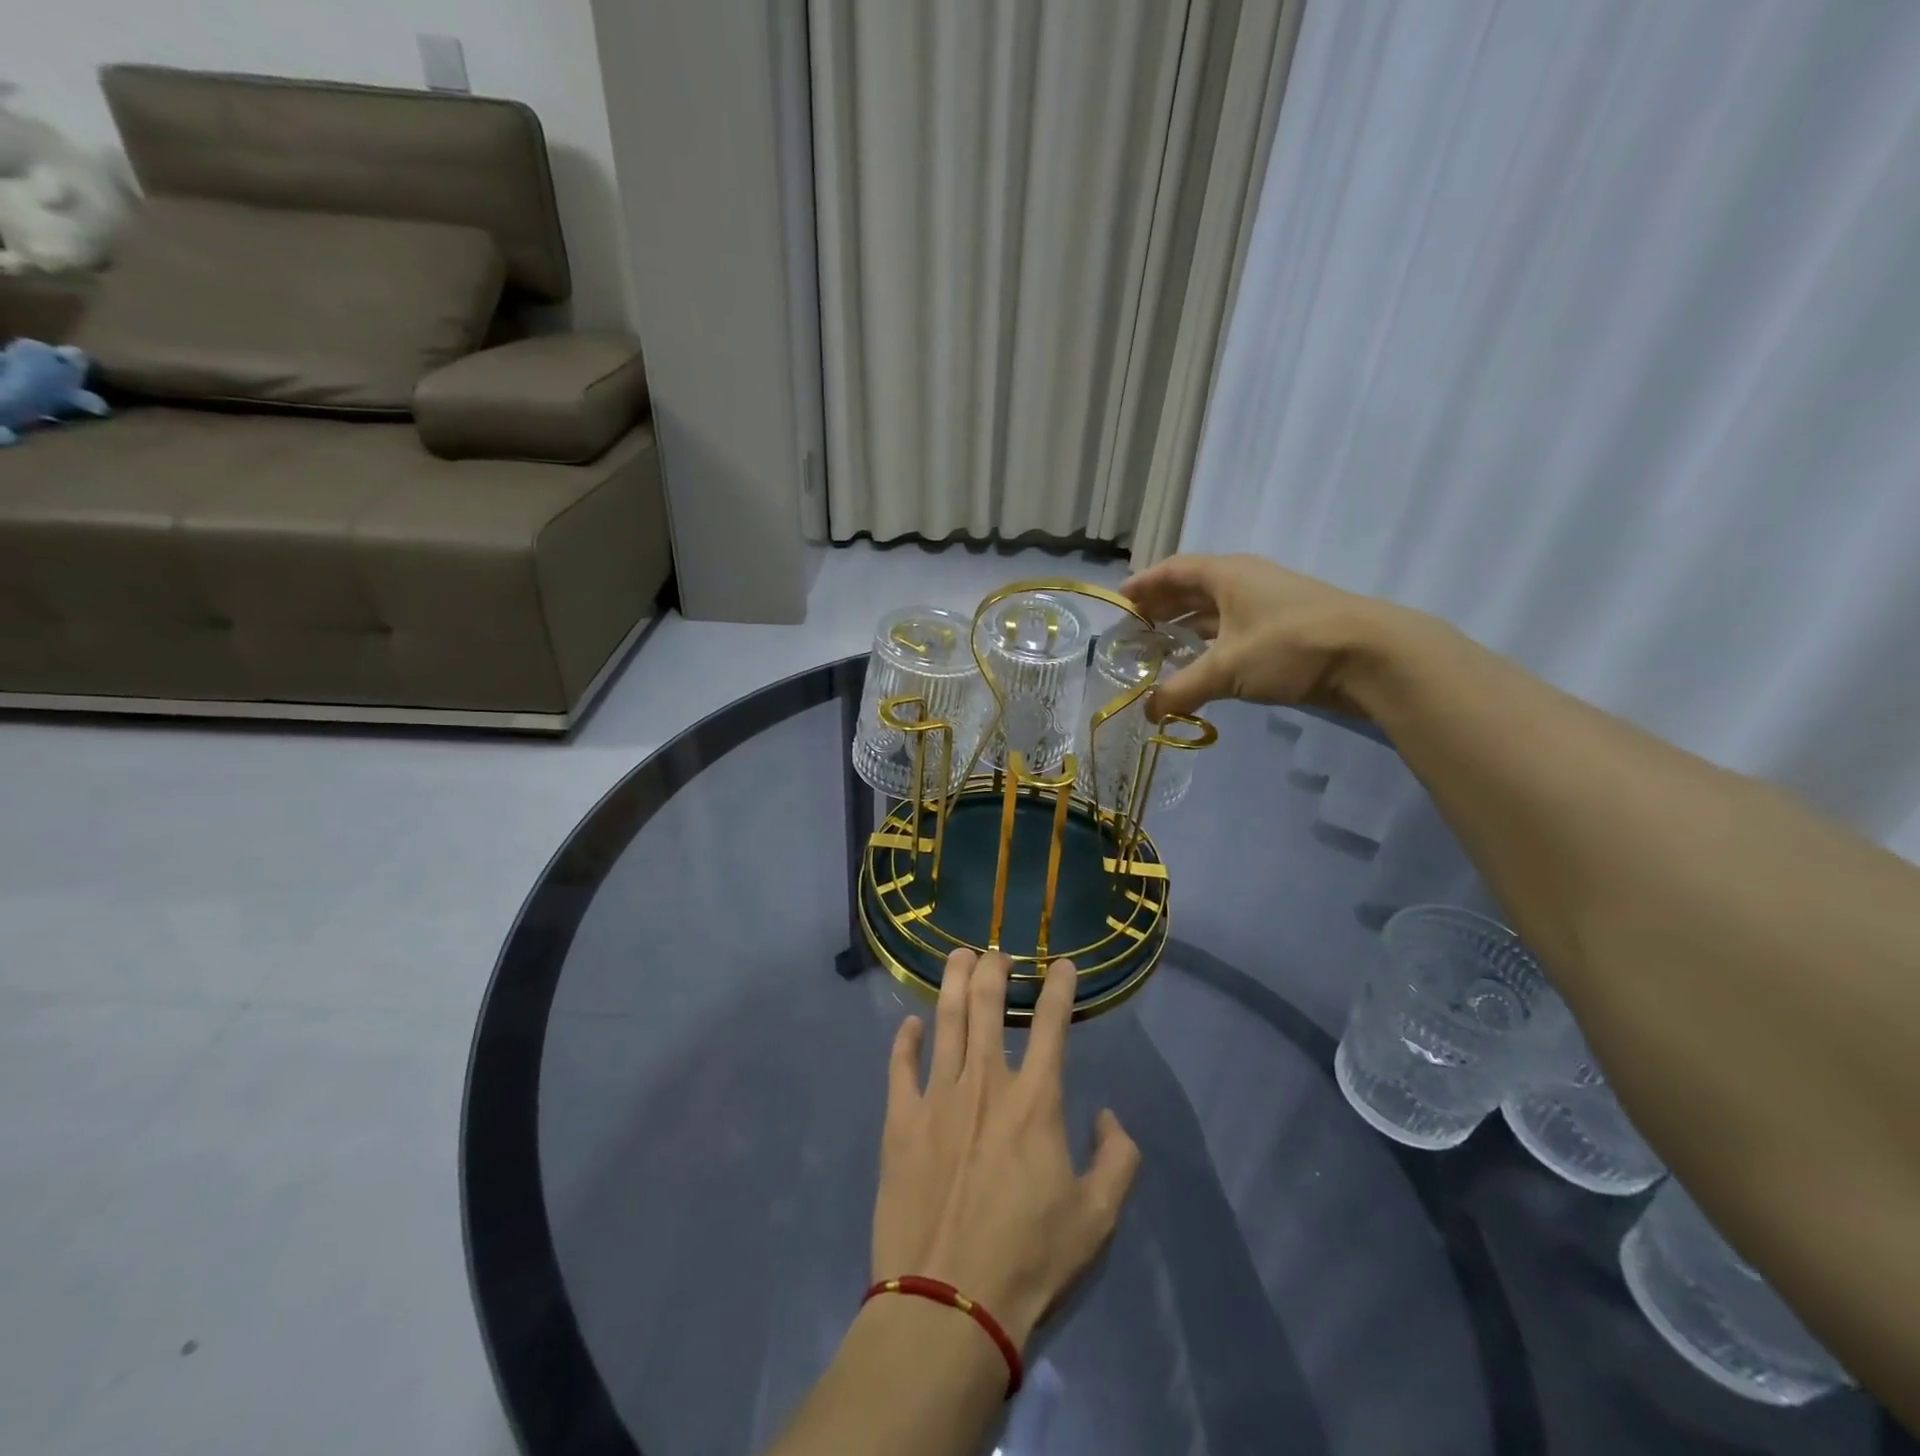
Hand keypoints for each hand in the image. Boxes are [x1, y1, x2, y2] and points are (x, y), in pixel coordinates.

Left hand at [872, 950, 1140, 1349]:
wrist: (947, 1305)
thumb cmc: (1028, 1261)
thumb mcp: (1098, 1219)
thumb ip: (1118, 1160)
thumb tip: (1109, 1117)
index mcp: (1034, 1101)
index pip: (1053, 1024)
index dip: (1060, 987)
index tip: (1064, 964)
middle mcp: (985, 1083)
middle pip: (988, 1005)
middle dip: (995, 969)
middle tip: (998, 953)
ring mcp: (937, 1097)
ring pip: (946, 1020)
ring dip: (954, 982)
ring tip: (959, 956)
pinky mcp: (900, 1121)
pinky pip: (900, 1065)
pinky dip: (905, 1039)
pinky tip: (911, 1024)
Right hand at [1122, 552, 1405, 719]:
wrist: (1370, 656)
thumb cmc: (1289, 646)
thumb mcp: (1227, 669)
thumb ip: (1182, 690)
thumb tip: (1147, 713)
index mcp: (1227, 575)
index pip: (1174, 570)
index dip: (1144, 584)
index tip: (1119, 601)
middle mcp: (1245, 582)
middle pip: (1193, 589)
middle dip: (1161, 607)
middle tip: (1133, 630)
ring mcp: (1268, 605)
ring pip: (1215, 612)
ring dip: (1186, 628)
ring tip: (1159, 649)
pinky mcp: (1284, 630)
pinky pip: (1234, 632)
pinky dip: (1211, 645)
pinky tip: (1200, 666)